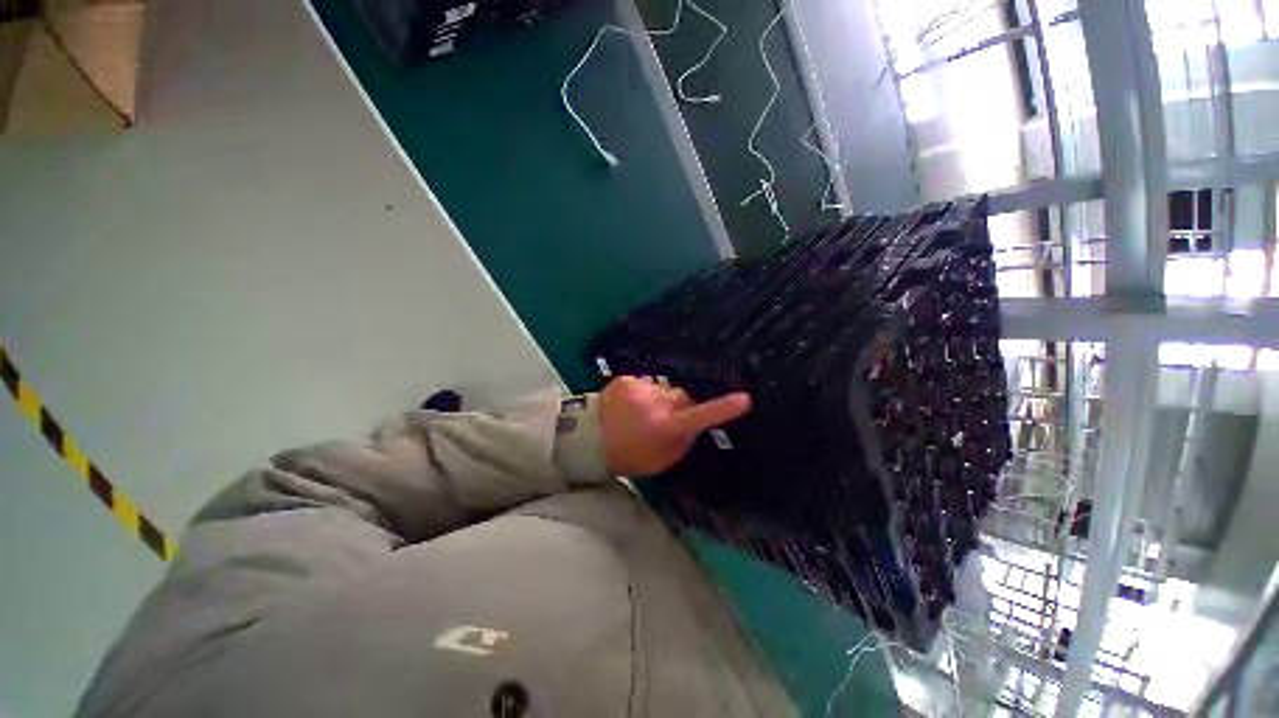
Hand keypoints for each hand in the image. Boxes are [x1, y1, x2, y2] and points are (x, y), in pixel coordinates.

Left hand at [599, 376, 751, 476]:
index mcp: (664, 427)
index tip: (744, 399)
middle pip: (683, 396)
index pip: (700, 416)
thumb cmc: (629, 455)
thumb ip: (683, 440)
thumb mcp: (661, 459)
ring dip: (660, 399)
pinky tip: (631, 405)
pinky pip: (647, 383)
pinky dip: (644, 393)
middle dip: (680, 405)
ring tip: (642, 413)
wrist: (590, 440)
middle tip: (664, 420)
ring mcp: (639, 388)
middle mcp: (654, 403)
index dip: (723, 409)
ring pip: (665, 389)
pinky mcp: (626, 379)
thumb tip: (693, 423)